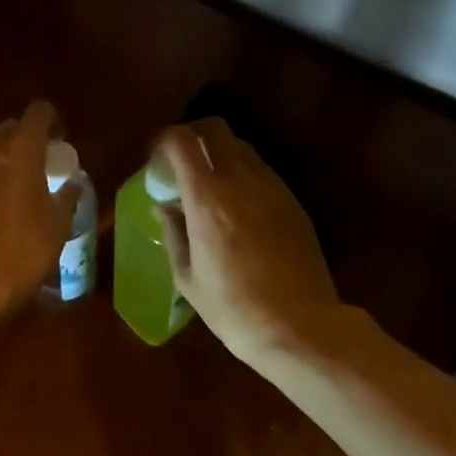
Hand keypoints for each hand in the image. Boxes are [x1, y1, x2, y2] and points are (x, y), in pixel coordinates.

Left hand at [0, 100, 81, 314]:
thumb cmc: (23, 248)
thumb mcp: (58, 224)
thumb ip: (67, 197)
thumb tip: (73, 184)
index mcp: (19, 149)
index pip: (38, 113)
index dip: (52, 120)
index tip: (62, 139)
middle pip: (10, 129)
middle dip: (26, 139)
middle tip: (43, 163)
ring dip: (5, 159)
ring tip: (21, 185)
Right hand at [154, 119, 341, 364]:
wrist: (301, 328)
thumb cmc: (234, 308)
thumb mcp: (188, 278)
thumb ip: (173, 233)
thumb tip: (163, 206)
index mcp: (207, 197)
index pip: (182, 141)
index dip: (164, 140)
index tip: (154, 156)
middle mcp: (240, 180)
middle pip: (215, 128)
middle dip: (193, 134)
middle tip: (181, 159)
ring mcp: (271, 187)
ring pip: (241, 146)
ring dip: (220, 153)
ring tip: (209, 182)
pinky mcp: (292, 201)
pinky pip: (261, 170)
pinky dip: (242, 173)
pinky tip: (237, 205)